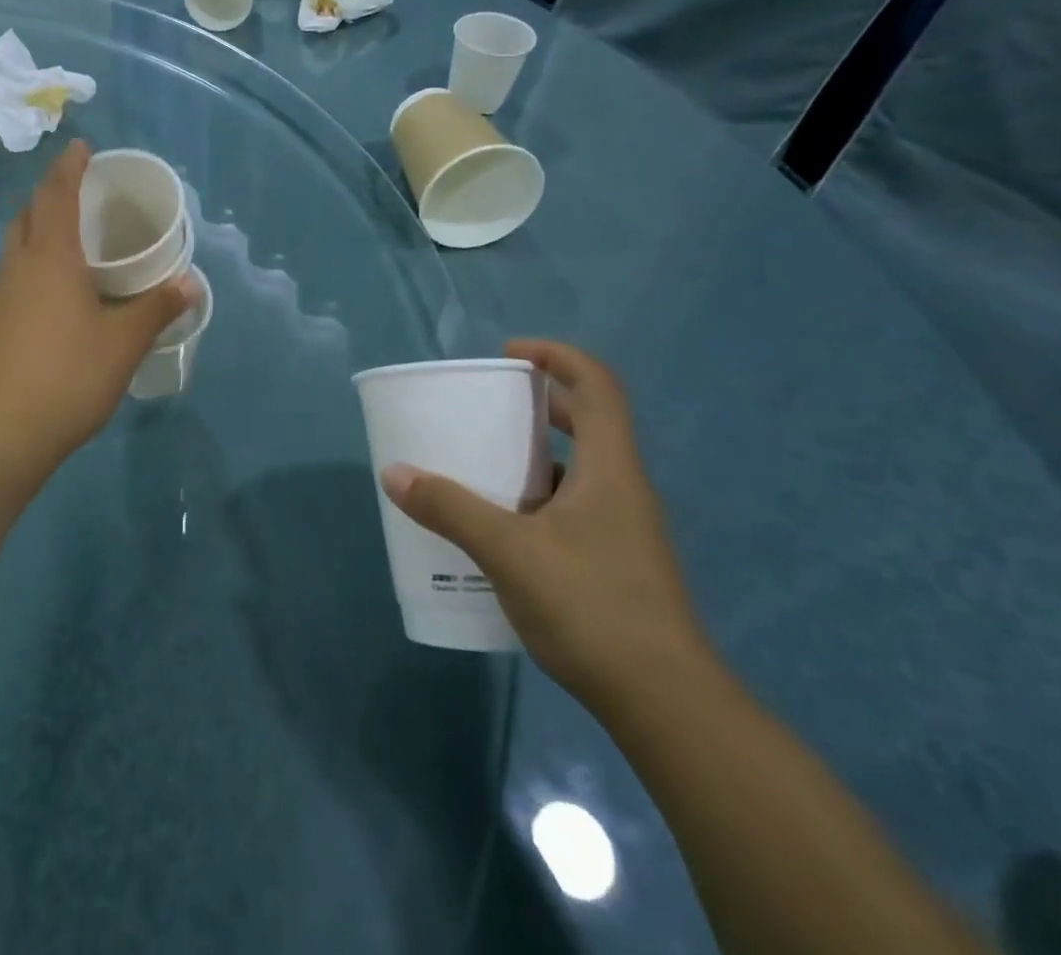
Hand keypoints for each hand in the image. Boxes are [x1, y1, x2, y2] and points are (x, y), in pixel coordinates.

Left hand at [0, 140, 195, 467]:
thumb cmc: (67, 376)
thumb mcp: (123, 343)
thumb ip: (156, 308)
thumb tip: (190, 283)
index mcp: (50, 258)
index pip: (55, 195)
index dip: (69, 167)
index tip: (81, 147)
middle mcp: (16, 267)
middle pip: (26, 216)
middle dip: (48, 197)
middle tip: (77, 197)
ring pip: (14, 249)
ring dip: (36, 235)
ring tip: (68, 246)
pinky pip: (10, 280)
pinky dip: (30, 270)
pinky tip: (50, 299)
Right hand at [379, 340, 709, 711]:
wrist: (666, 705)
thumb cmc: (591, 606)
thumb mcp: (508, 551)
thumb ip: (449, 508)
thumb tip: (394, 473)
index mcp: (609, 468)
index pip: (596, 385)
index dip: (556, 356)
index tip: (508, 356)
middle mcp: (622, 488)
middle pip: (587, 423)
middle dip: (537, 404)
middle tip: (487, 409)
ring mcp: (624, 530)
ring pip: (578, 470)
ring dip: (533, 457)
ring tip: (482, 466)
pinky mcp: (617, 565)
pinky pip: (573, 509)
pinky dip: (536, 501)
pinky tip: (501, 531)